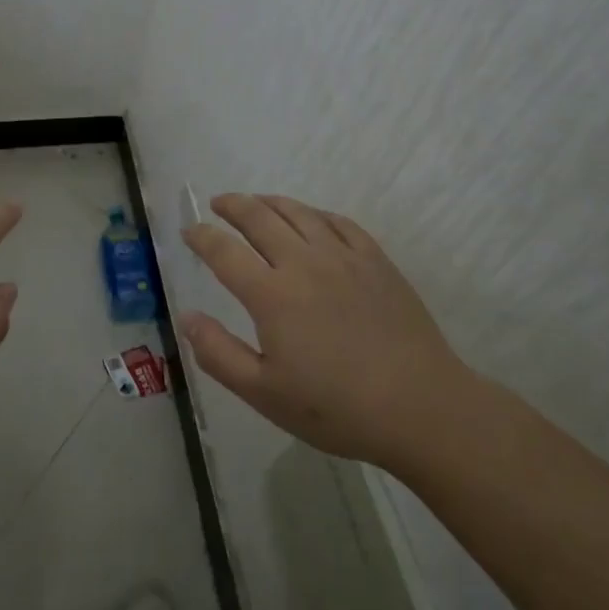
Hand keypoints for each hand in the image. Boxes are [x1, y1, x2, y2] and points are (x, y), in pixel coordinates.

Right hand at [181, 193, 475, 471]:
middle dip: (232, 205)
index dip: (201, 236)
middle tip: (217, 203)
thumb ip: (219, 353)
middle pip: (258, 217)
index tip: (189, 231)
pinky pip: (338, 221)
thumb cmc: (337, 408)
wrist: (421, 408)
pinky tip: (310, 218)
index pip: (224, 251)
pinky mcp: (375, 260)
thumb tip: (187, 317)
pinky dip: (315, 213)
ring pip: (298, 212)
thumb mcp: (265, 394)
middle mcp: (303, 262)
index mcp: (271, 294)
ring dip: (269, 201)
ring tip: (256, 201)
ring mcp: (343, 256)